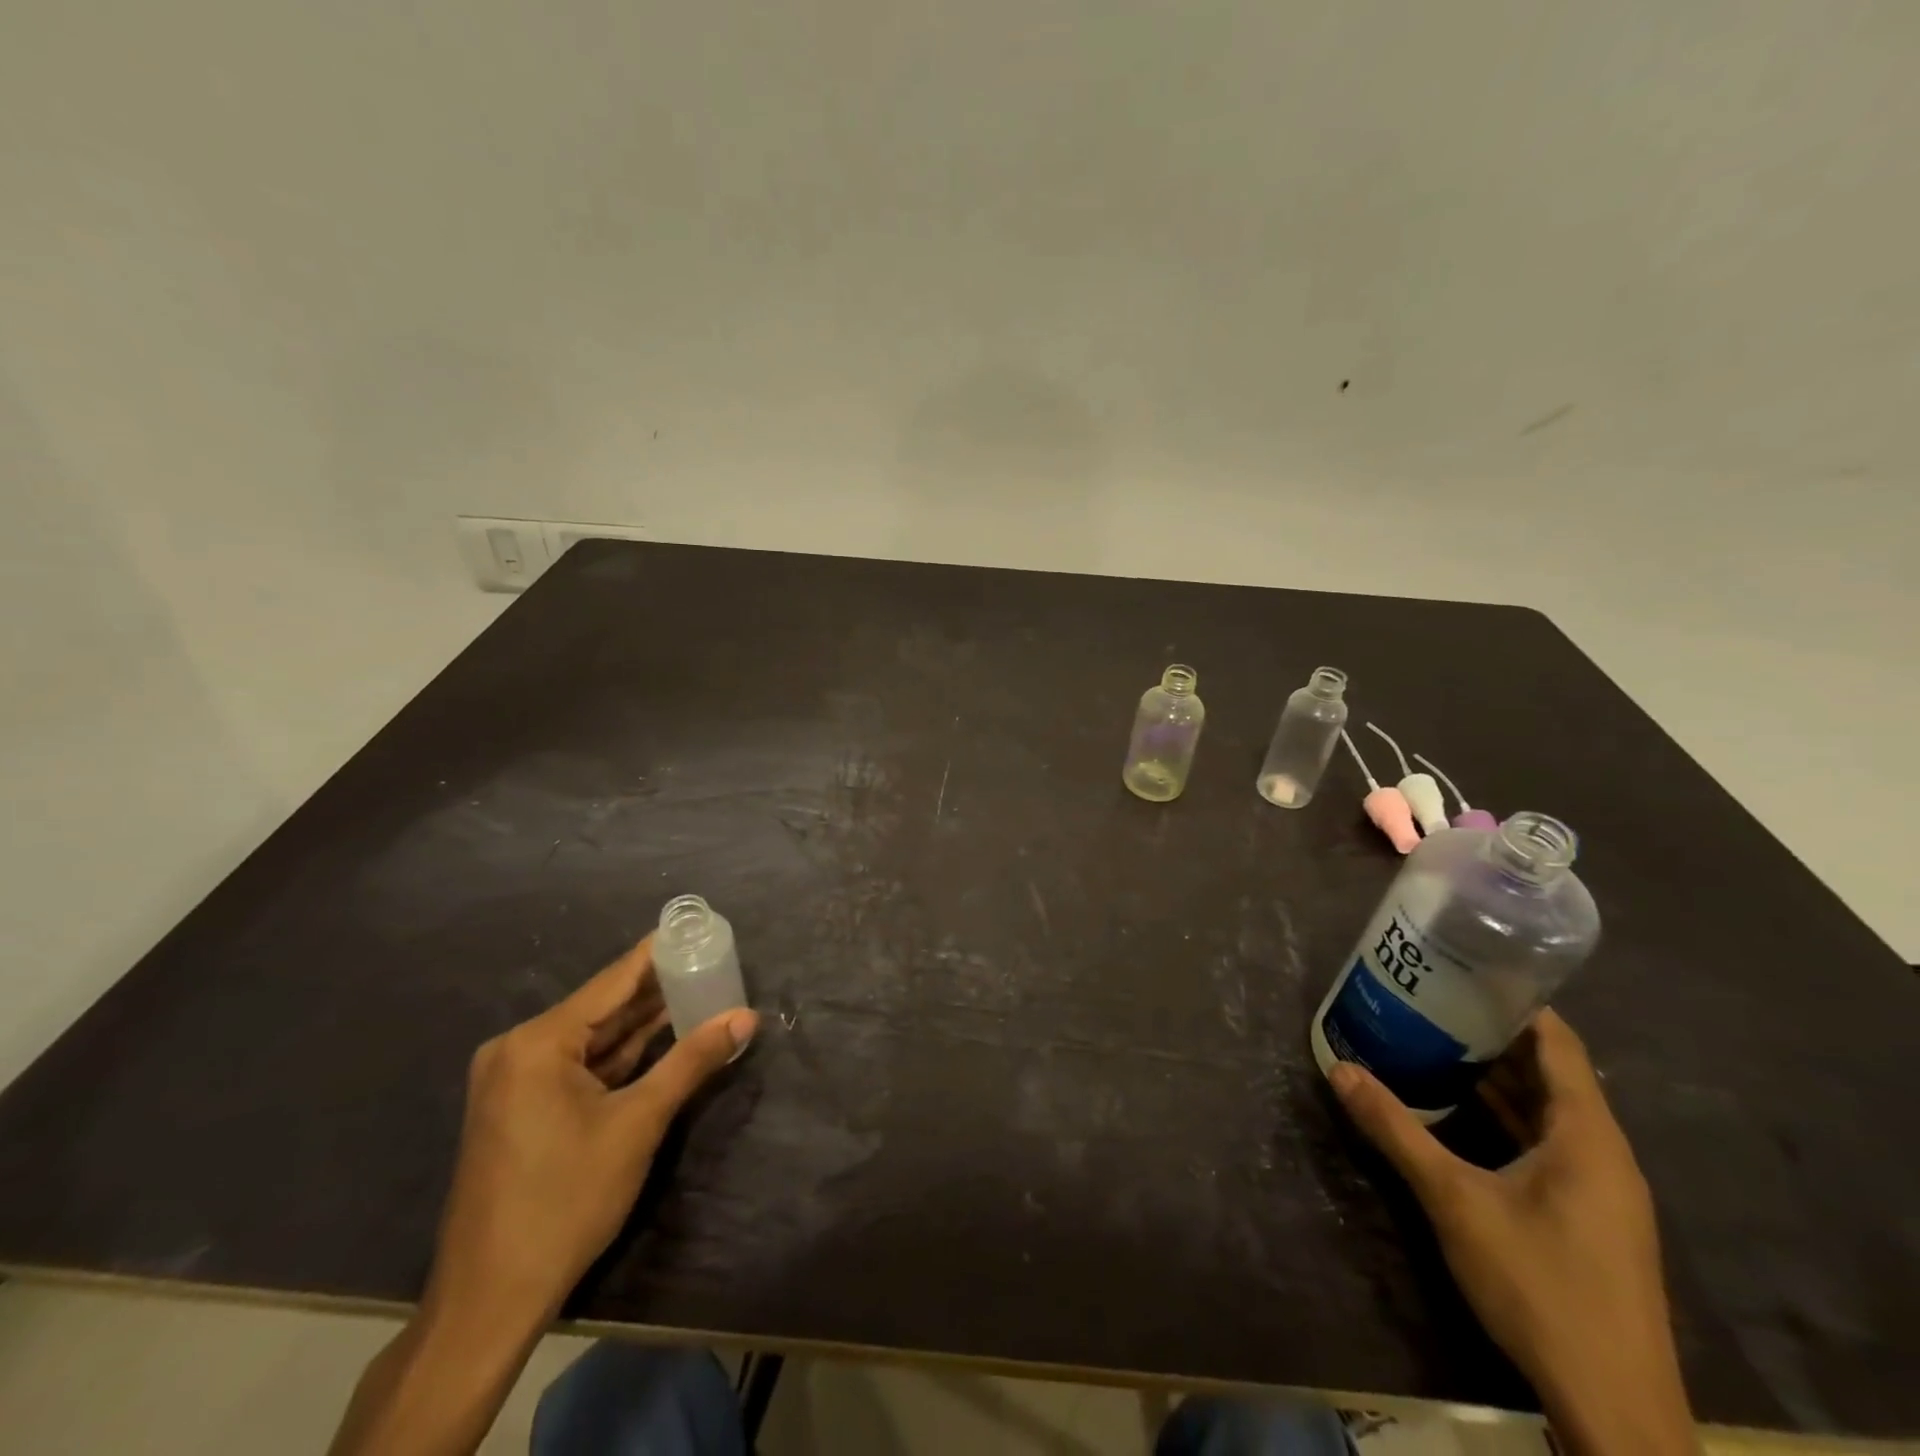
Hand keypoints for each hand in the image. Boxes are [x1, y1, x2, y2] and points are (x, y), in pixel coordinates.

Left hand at [427, 934, 758, 1332]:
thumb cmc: (565, 1201)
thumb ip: (692, 1061)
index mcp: (538, 1042)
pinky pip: (579, 1064)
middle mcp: (518, 1049)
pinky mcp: (521, 1106)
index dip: (658, 953)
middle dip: (657, 989)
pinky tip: (661, 1037)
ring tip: (697, 990)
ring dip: (642, 1023)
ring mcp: (515, 1080)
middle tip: (708, 960)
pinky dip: (620, 1054)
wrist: (490, 1300)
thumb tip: (746, 1016)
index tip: (695, 927)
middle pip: (602, 1006)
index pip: (613, 981)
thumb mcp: (638, 1124)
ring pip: (593, 1037)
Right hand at [1329, 1010, 1695, 1455]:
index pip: (1559, 1044)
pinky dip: (1506, 1118)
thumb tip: (1340, 1069)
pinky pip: (1547, 1145)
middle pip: (1551, 1074)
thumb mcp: (1455, 1200)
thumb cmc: (1541, 1286)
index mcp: (1588, 1136)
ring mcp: (1601, 1191)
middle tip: (1430, 1002)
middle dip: (1492, 1037)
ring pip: (1548, 1112)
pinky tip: (1459, 1114)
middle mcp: (1604, 1154)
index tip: (1464, 971)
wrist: (1614, 1411)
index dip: (1517, 1003)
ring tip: (1434, 1045)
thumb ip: (1396, 1130)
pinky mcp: (1590, 1219)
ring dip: (1497, 1080)